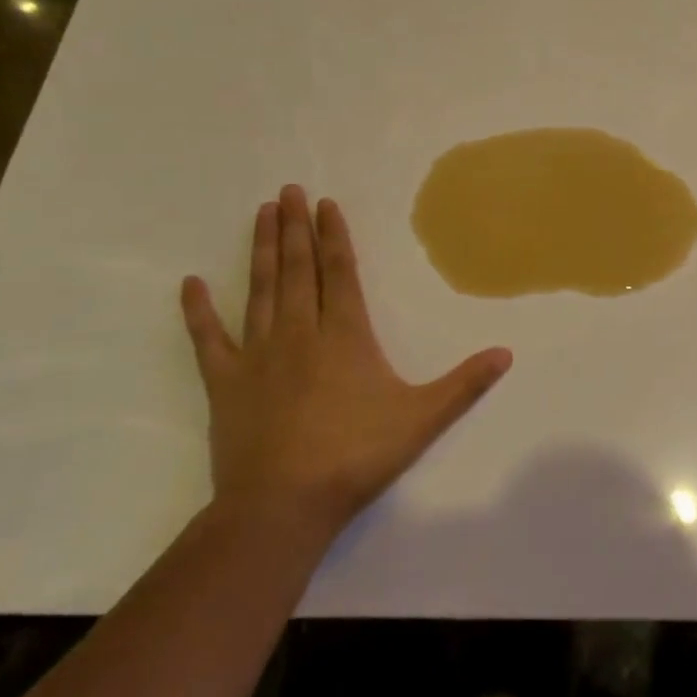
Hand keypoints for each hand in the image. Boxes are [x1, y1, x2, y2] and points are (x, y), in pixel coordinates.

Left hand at [180, 185, 511, 541]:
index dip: (334, 235)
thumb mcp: (423, 419)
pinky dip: (198, 311)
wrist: (282, 505)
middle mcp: (300, 333)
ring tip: (260, 214)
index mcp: (345, 335)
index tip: (324, 203)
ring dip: (262, 251)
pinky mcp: (225, 383)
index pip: (340, 272)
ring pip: (261, 291)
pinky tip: (190, 284)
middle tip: (287, 191)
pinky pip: (208, 339)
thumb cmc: (356, 456)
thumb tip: (506, 354)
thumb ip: (465, 384)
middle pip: (298, 269)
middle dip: (295, 228)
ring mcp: (258, 355)